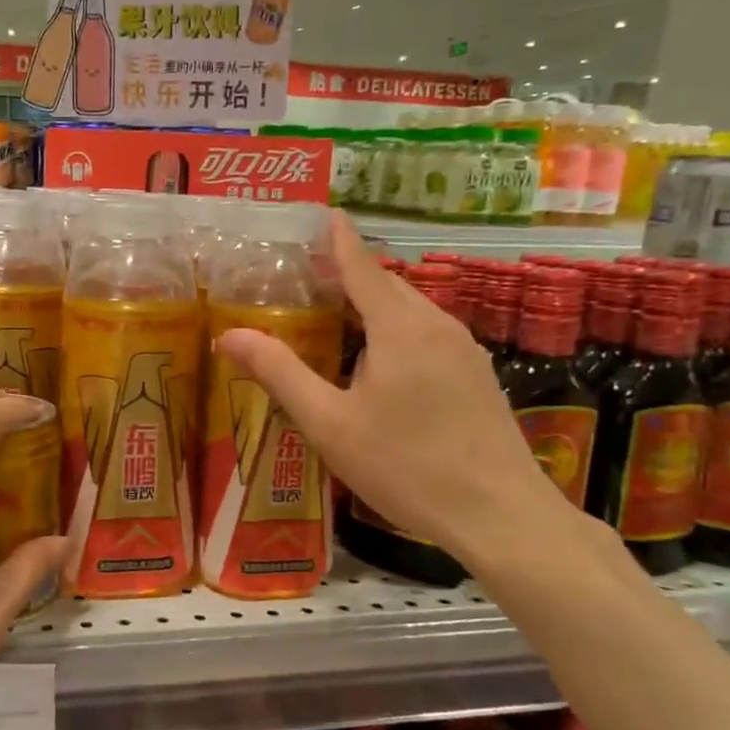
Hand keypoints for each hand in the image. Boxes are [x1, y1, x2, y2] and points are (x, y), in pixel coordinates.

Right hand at [213, 215, 570, 568]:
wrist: (499, 515)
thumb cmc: (405, 466)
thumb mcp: (330, 423)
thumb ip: (280, 374)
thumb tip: (229, 335)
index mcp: (399, 327)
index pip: (362, 266)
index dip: (339, 241)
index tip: (324, 215)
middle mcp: (437, 325)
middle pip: (387, 287)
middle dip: (350, 277)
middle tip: (309, 282)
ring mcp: (465, 351)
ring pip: (411, 313)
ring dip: (374, 308)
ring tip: (337, 321)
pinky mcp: (478, 376)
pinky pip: (428, 337)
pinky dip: (396, 333)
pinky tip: (381, 365)